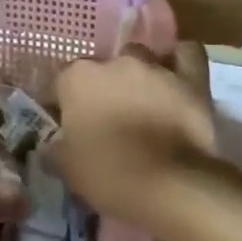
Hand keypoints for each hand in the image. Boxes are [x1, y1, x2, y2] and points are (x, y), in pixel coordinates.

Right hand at [53, 43, 217, 227]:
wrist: (169, 185)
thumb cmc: (108, 175)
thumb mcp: (68, 168)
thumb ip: (56, 148)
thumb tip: (51, 144)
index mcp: (77, 79)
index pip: (63, 81)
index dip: (66, 103)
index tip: (70, 124)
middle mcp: (114, 62)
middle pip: (104, 67)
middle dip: (105, 86)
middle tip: (108, 116)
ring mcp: (154, 66)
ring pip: (142, 58)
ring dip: (139, 75)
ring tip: (143, 100)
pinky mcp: (190, 77)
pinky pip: (186, 55)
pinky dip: (180, 61)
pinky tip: (177, 75)